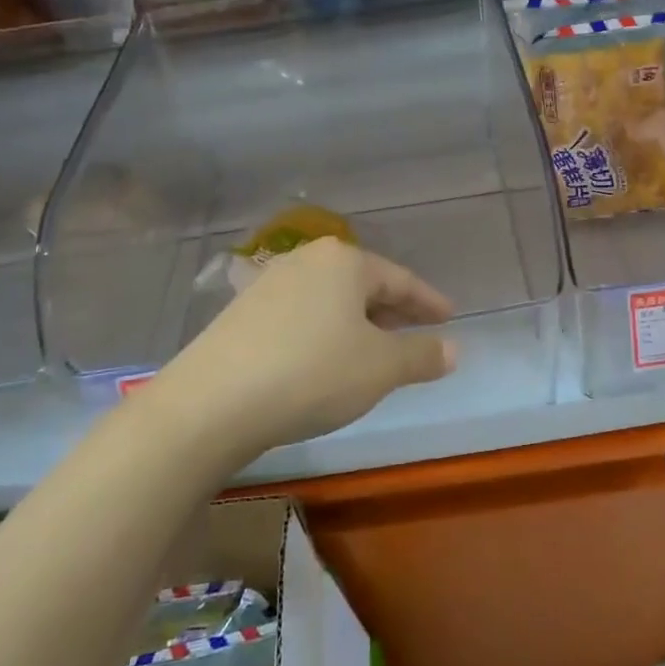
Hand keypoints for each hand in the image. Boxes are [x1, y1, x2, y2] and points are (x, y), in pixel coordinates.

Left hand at [155, 238, 456, 456]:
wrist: (212, 403)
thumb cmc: (312, 373)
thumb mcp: (381, 368)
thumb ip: (421, 355)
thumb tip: (452, 349)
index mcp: (344, 262)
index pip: (400, 279)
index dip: (428, 302)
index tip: (449, 317)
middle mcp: (306, 262)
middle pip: (363, 285)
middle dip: (393, 312)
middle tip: (418, 333)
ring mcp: (269, 284)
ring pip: (331, 301)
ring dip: (358, 324)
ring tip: (375, 351)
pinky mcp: (242, 313)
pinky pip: (302, 316)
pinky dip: (326, 334)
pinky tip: (327, 360)